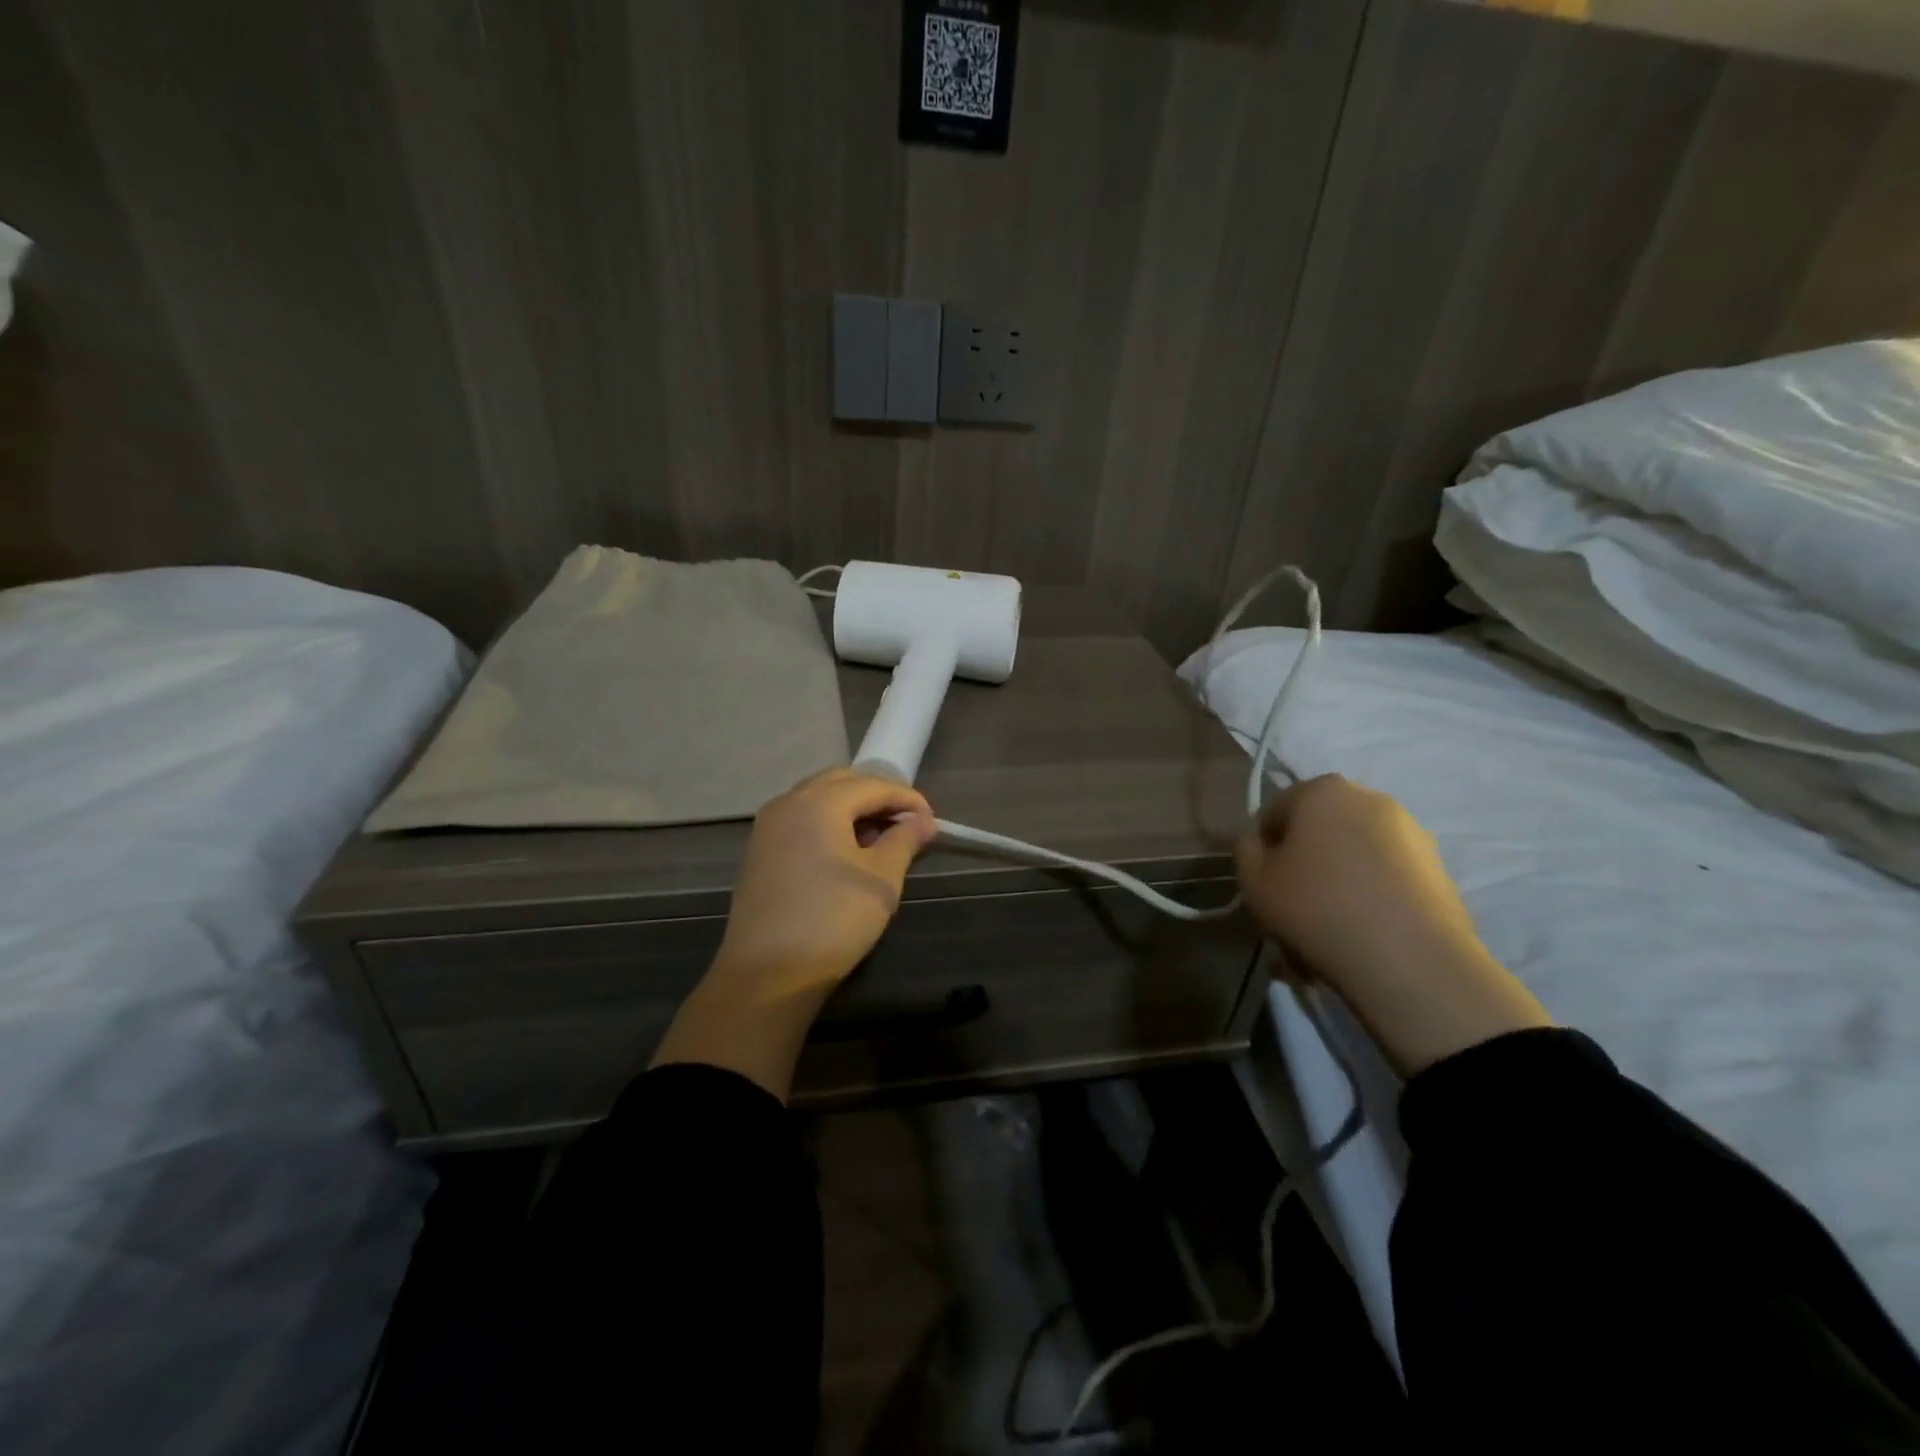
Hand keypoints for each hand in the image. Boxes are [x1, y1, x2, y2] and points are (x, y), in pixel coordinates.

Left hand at [652, 769, 935, 1099]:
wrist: (767, 973)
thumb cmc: (833, 920)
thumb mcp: (881, 880)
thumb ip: (904, 841)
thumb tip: (923, 821)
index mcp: (820, 802)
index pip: (873, 785)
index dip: (907, 798)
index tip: (932, 820)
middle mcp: (788, 802)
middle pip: (841, 782)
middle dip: (877, 797)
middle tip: (905, 824)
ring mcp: (767, 826)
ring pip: (817, 799)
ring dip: (850, 809)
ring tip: (878, 840)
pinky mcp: (758, 850)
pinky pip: (799, 820)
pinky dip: (826, 824)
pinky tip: (843, 853)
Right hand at [1235, 774, 1549, 1074]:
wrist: (1410, 960)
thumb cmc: (1317, 908)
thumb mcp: (1254, 881)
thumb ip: (1246, 850)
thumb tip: (1259, 842)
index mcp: (1322, 790)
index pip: (1275, 812)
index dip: (1264, 850)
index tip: (1266, 884)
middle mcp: (1369, 798)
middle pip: (1319, 829)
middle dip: (1306, 861)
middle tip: (1296, 905)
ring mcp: (1412, 831)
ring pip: (1355, 853)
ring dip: (1339, 879)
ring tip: (1332, 926)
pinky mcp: (1438, 866)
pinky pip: (1387, 875)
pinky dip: (1372, 894)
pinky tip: (1365, 932)